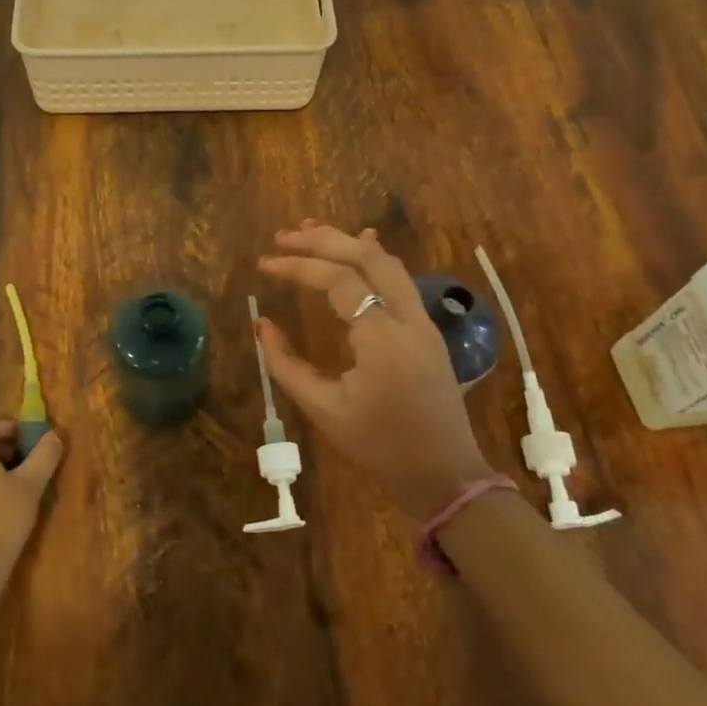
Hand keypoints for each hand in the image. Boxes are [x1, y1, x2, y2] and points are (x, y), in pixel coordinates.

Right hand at [258, 222, 492, 519]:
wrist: (444, 474)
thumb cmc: (380, 447)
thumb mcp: (325, 410)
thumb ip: (287, 365)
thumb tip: (261, 326)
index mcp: (383, 338)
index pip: (338, 280)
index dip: (298, 266)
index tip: (264, 264)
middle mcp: (408, 318)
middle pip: (367, 257)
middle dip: (323, 239)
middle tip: (284, 235)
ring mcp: (423, 321)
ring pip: (388, 262)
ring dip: (349, 242)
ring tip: (311, 231)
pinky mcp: (427, 330)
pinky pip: (401, 280)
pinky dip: (374, 258)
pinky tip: (361, 243)